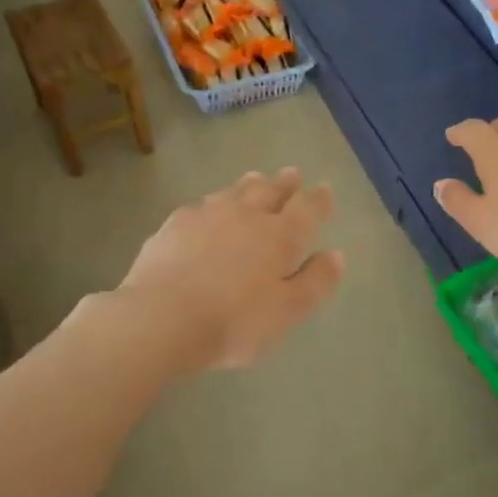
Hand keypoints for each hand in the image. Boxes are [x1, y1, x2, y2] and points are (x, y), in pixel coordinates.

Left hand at [119, 168, 344, 371]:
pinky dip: (214, 202)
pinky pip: (201, 204)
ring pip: (234, 191)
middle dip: (284, 184)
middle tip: (292, 174)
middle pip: (269, 191)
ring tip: (256, 179)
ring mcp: (207, 216)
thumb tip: (336, 254)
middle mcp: (246, 216)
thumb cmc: (234, 321)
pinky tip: (209, 208)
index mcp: (280, 236)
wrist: (161, 319)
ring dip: (250, 184)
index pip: (306, 209)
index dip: (318, 199)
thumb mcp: (288, 311)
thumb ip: (316, 282)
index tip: (324, 189)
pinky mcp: (174, 225)